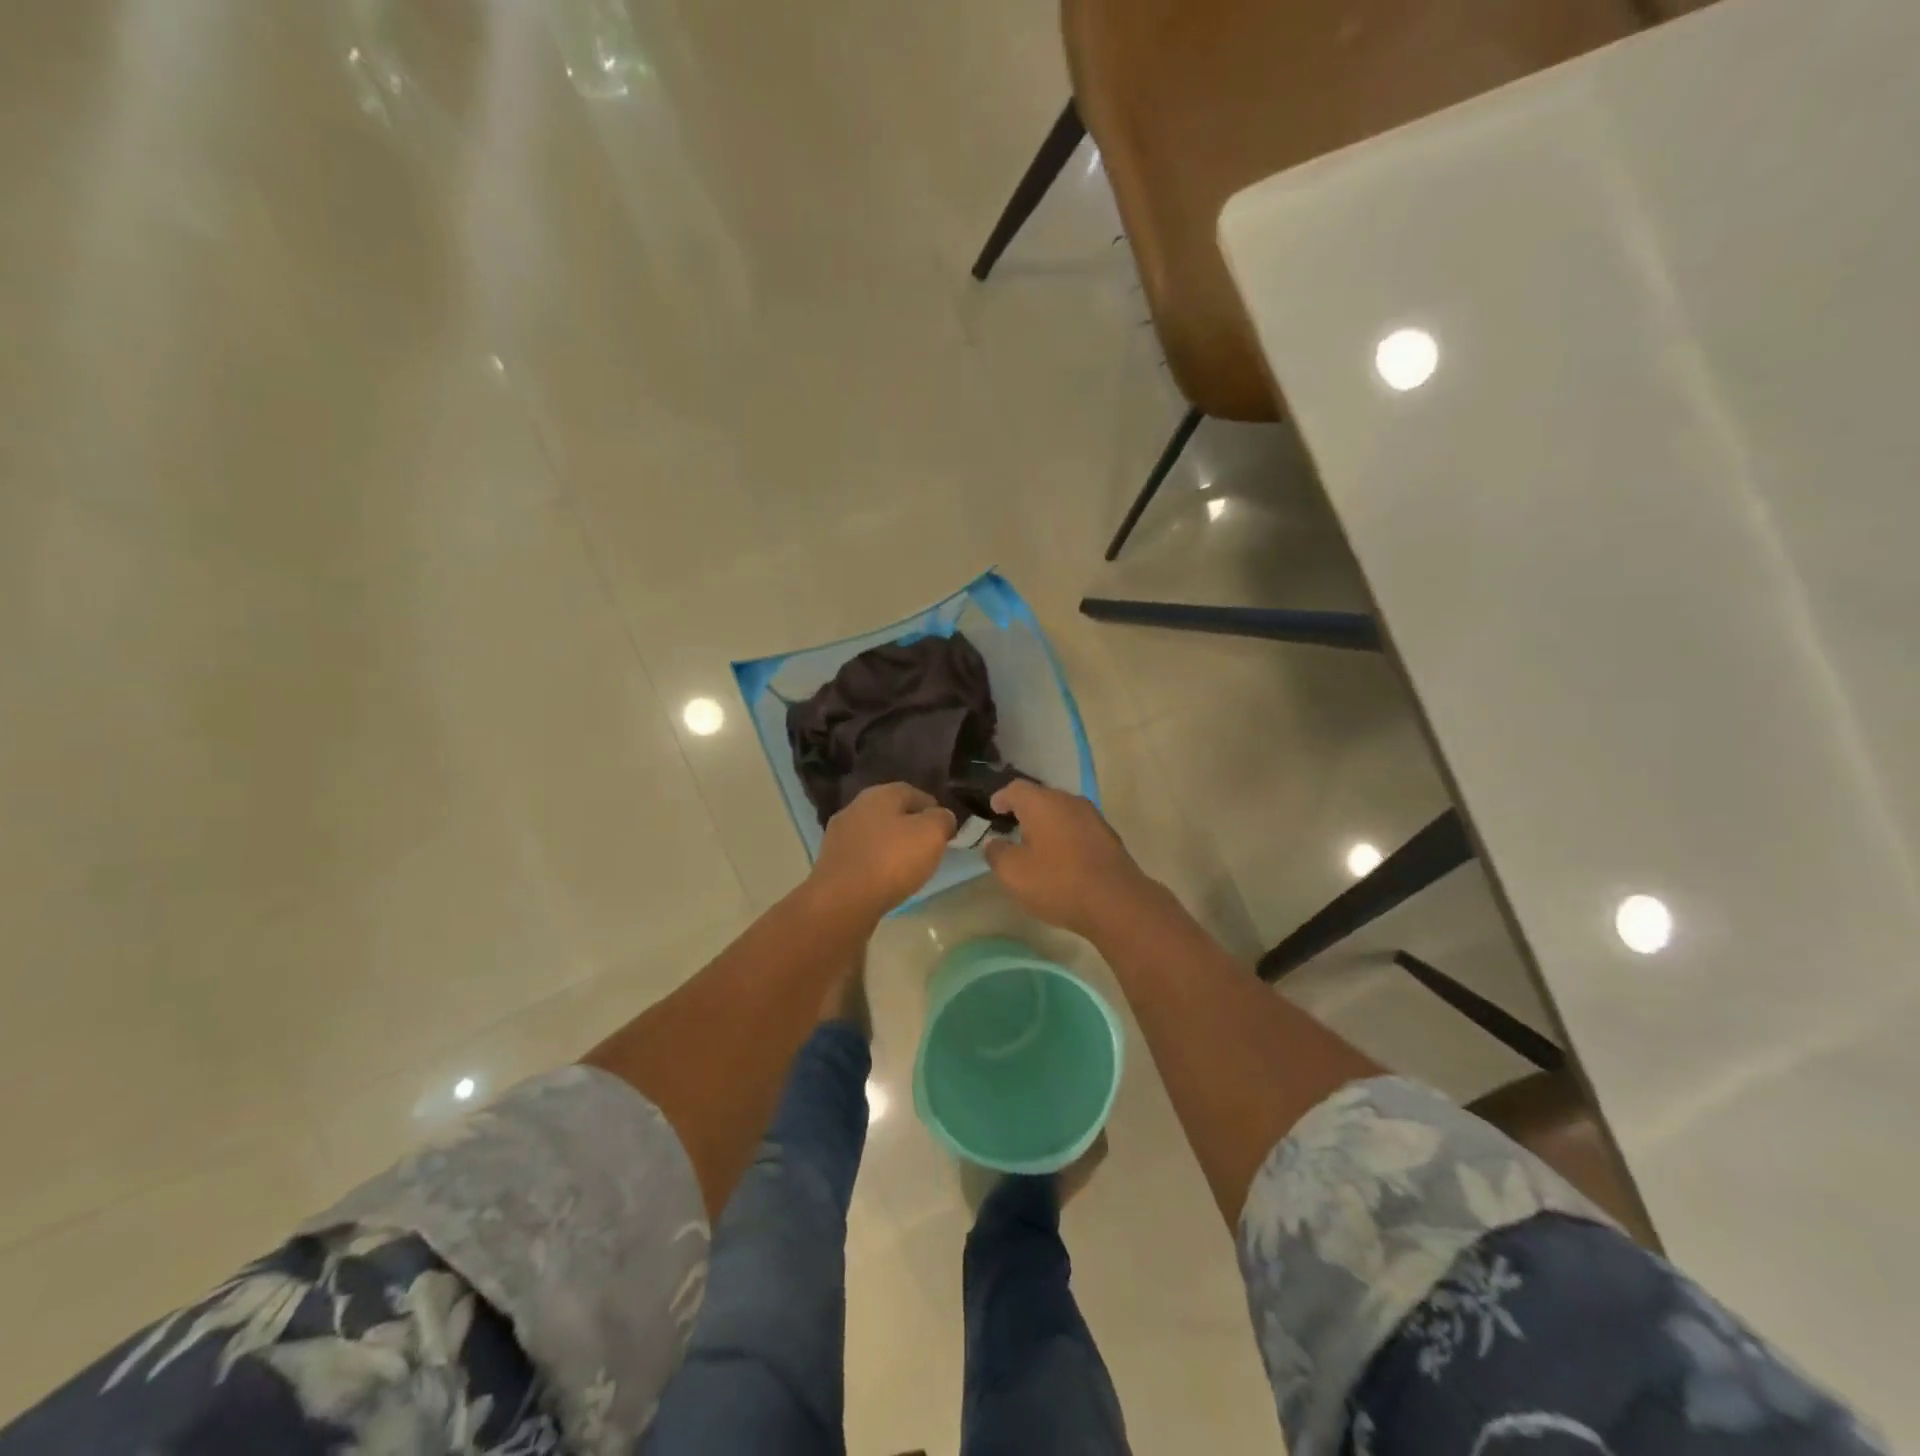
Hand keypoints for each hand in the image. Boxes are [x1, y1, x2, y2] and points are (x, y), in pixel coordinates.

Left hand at [809, 783, 956, 920]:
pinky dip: (876, 864)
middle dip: (911, 827)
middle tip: (929, 847)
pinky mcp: (831, 863)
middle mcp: (855, 807)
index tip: (946, 828)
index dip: (933, 808)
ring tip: (909, 867)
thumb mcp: (931, 834)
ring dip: (892, 846)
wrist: (842, 901)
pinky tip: (886, 880)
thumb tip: (942, 817)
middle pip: (891, 812)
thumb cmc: (891, 860)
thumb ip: (942, 819)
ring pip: (875, 835)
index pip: (913, 792)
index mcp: (879, 794)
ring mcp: (839, 835)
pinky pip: (862, 857)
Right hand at [982, 781, 1152, 937]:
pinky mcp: (1108, 836)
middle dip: (1025, 810)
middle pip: (1041, 797)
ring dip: (1047, 824)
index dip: (1001, 797)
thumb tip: (993, 843)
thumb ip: (997, 853)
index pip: (1015, 789)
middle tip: (1012, 827)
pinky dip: (1065, 836)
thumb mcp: (1013, 873)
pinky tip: (1062, 857)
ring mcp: (1092, 817)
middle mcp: (1069, 801)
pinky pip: (1078, 827)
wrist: (1116, 902)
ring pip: (1062, 812)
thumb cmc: (1057, 882)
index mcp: (1041, 802)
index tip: (993, 809)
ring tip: (1036, 844)